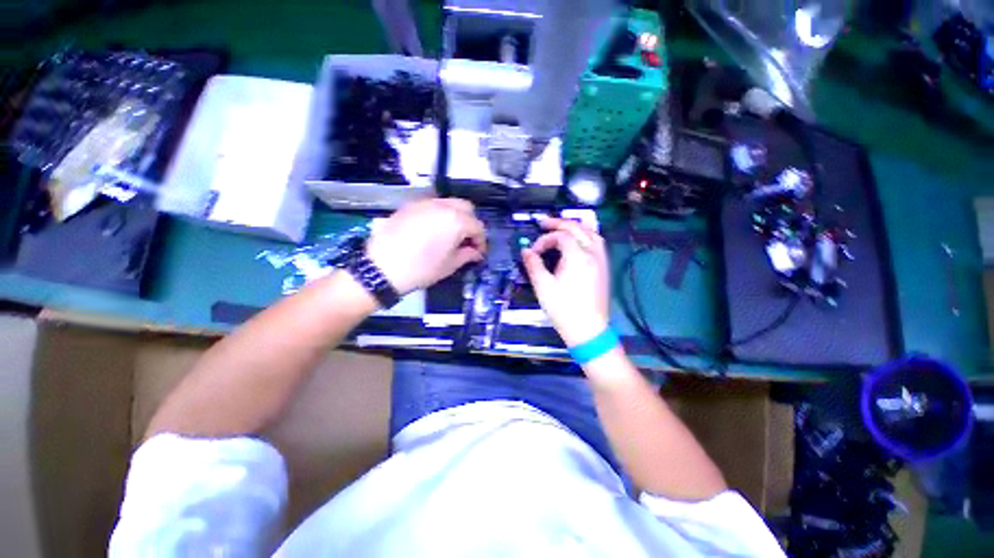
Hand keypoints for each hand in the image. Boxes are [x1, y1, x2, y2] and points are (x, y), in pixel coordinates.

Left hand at [366, 198, 486, 294]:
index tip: (479, 253)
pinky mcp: (410, 206)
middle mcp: (443, 206)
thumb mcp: (449, 265)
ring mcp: (425, 203)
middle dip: (471, 223)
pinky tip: (434, 231)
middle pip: (466, 208)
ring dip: (456, 217)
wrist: (381, 267)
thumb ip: (467, 255)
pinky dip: (440, 215)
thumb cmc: (421, 269)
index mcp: (456, 220)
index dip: (481, 241)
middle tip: (466, 241)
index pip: (478, 226)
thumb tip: (476, 252)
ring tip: (451, 235)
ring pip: (449, 203)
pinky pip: (432, 205)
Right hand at [521, 217, 609, 346]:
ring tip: (561, 228)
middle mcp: (593, 253)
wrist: (587, 330)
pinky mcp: (604, 268)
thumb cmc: (563, 309)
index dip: (544, 240)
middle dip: (558, 223)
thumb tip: (525, 251)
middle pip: (577, 228)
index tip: (533, 252)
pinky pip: (598, 242)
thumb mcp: (543, 286)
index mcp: (578, 256)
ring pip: (591, 232)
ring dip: (575, 226)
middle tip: (543, 224)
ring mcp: (601, 260)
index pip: (560, 236)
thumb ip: (533, 265)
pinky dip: (587, 235)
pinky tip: (579, 241)